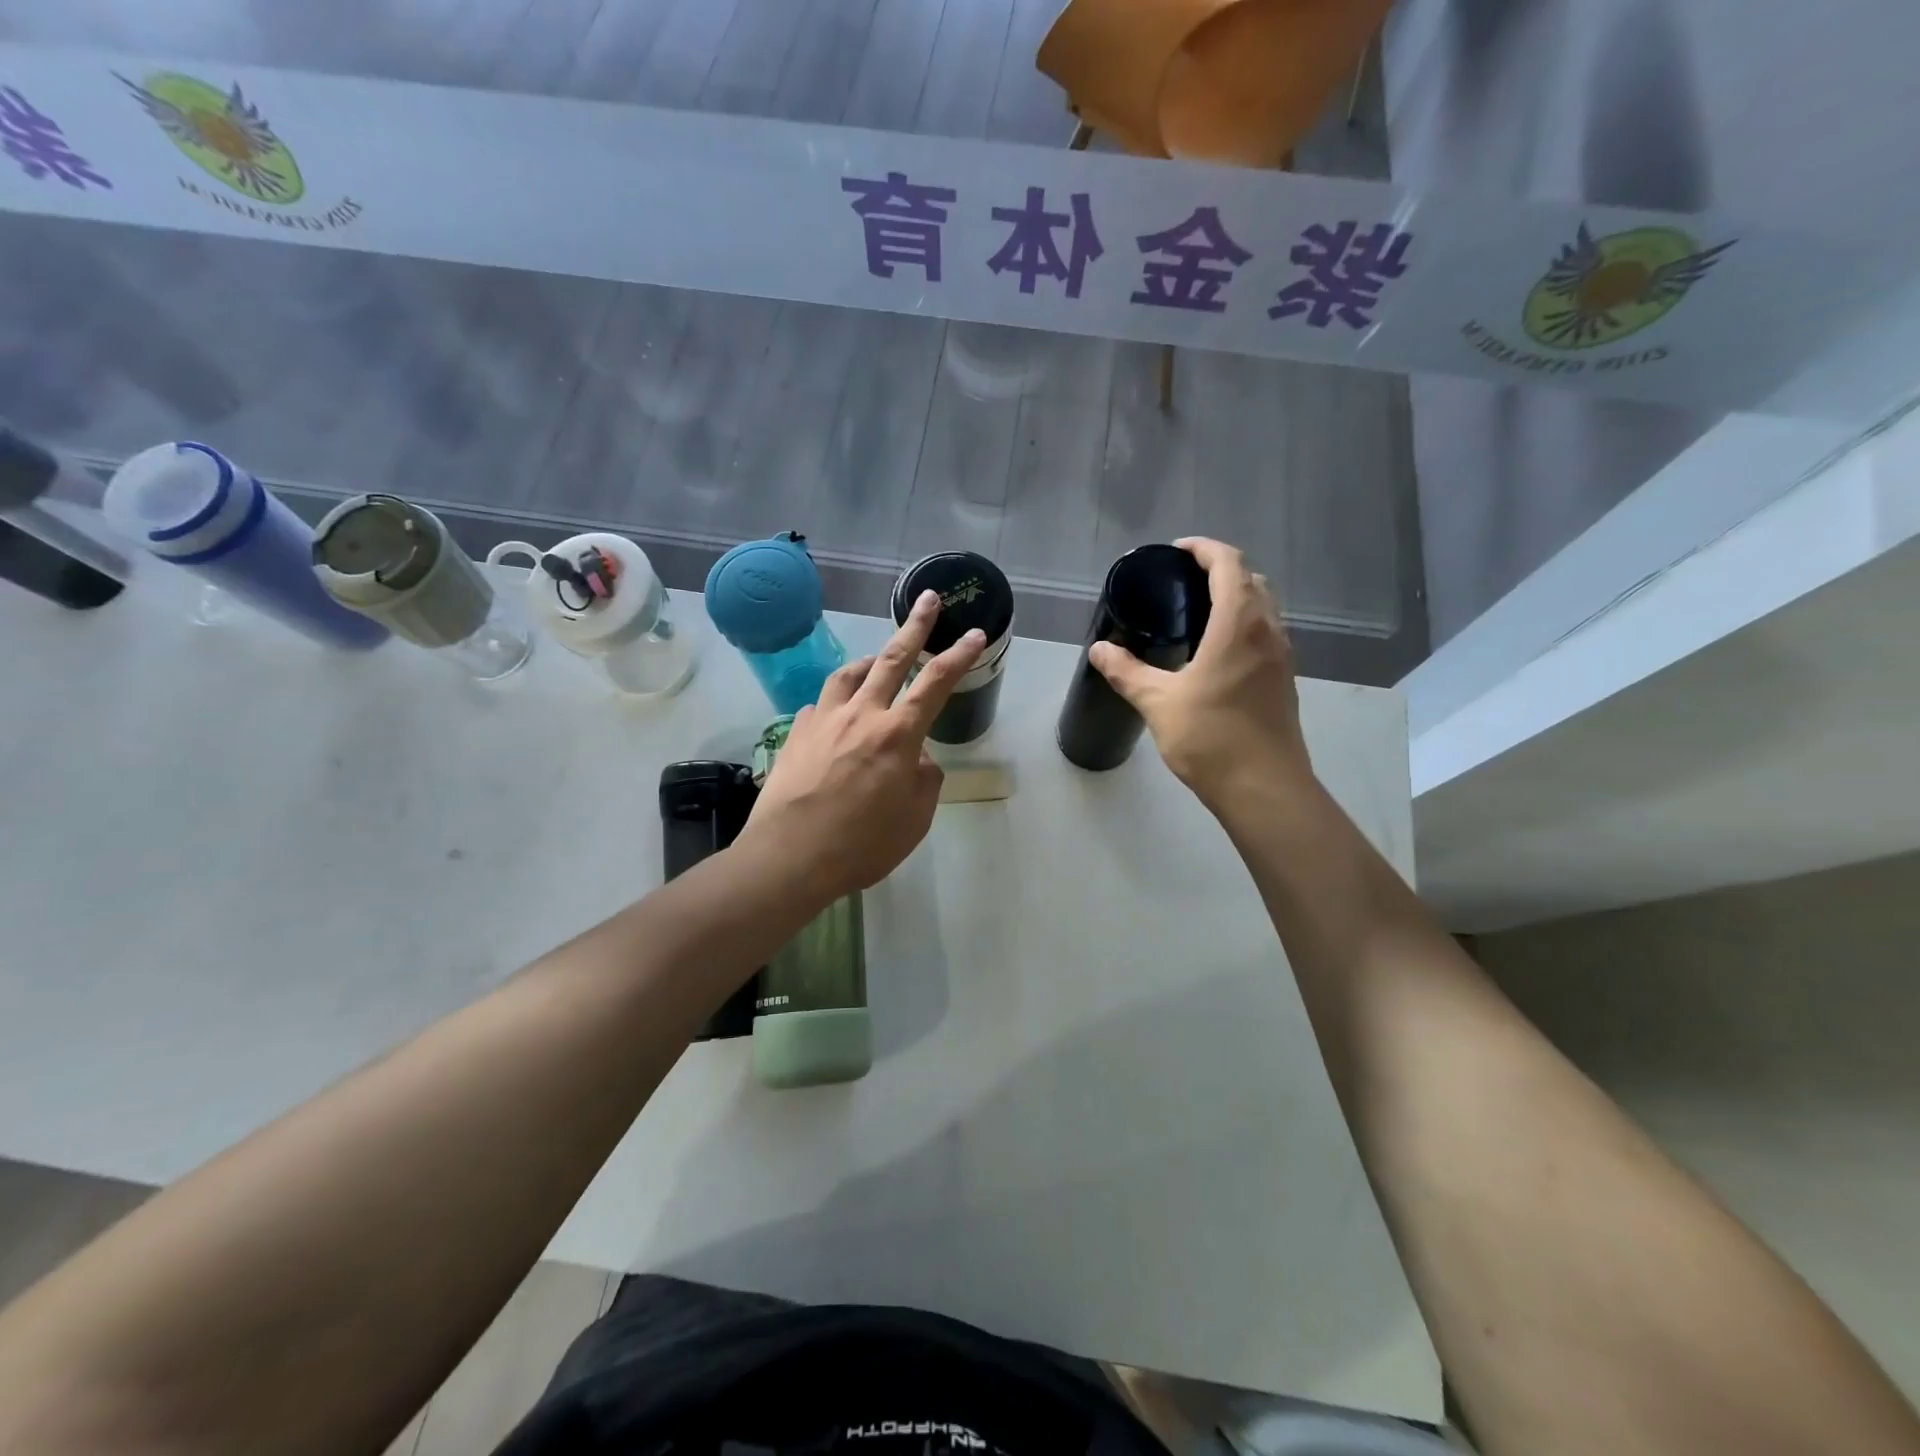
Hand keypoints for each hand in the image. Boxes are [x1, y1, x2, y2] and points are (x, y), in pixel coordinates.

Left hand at [739, 591, 985, 902]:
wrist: (788, 857)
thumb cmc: (861, 845)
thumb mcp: (914, 820)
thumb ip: (925, 781)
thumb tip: (919, 760)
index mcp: (898, 735)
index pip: (936, 683)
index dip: (960, 656)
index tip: (976, 634)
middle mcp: (861, 715)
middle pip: (893, 659)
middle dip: (915, 626)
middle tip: (929, 599)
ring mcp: (823, 721)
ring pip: (849, 674)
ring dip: (870, 660)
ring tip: (878, 660)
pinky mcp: (795, 734)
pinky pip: (820, 705)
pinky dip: (837, 702)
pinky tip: (837, 716)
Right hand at [1089, 537, 1310, 806]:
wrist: (1264, 788)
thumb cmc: (1212, 738)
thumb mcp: (1159, 703)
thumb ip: (1127, 672)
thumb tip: (1100, 650)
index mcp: (1239, 624)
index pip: (1229, 564)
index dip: (1204, 549)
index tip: (1176, 552)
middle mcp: (1268, 631)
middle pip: (1252, 580)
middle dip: (1220, 569)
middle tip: (1182, 581)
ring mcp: (1281, 656)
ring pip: (1264, 607)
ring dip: (1236, 596)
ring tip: (1196, 611)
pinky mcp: (1284, 680)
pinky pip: (1266, 633)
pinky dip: (1243, 624)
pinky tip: (1215, 651)